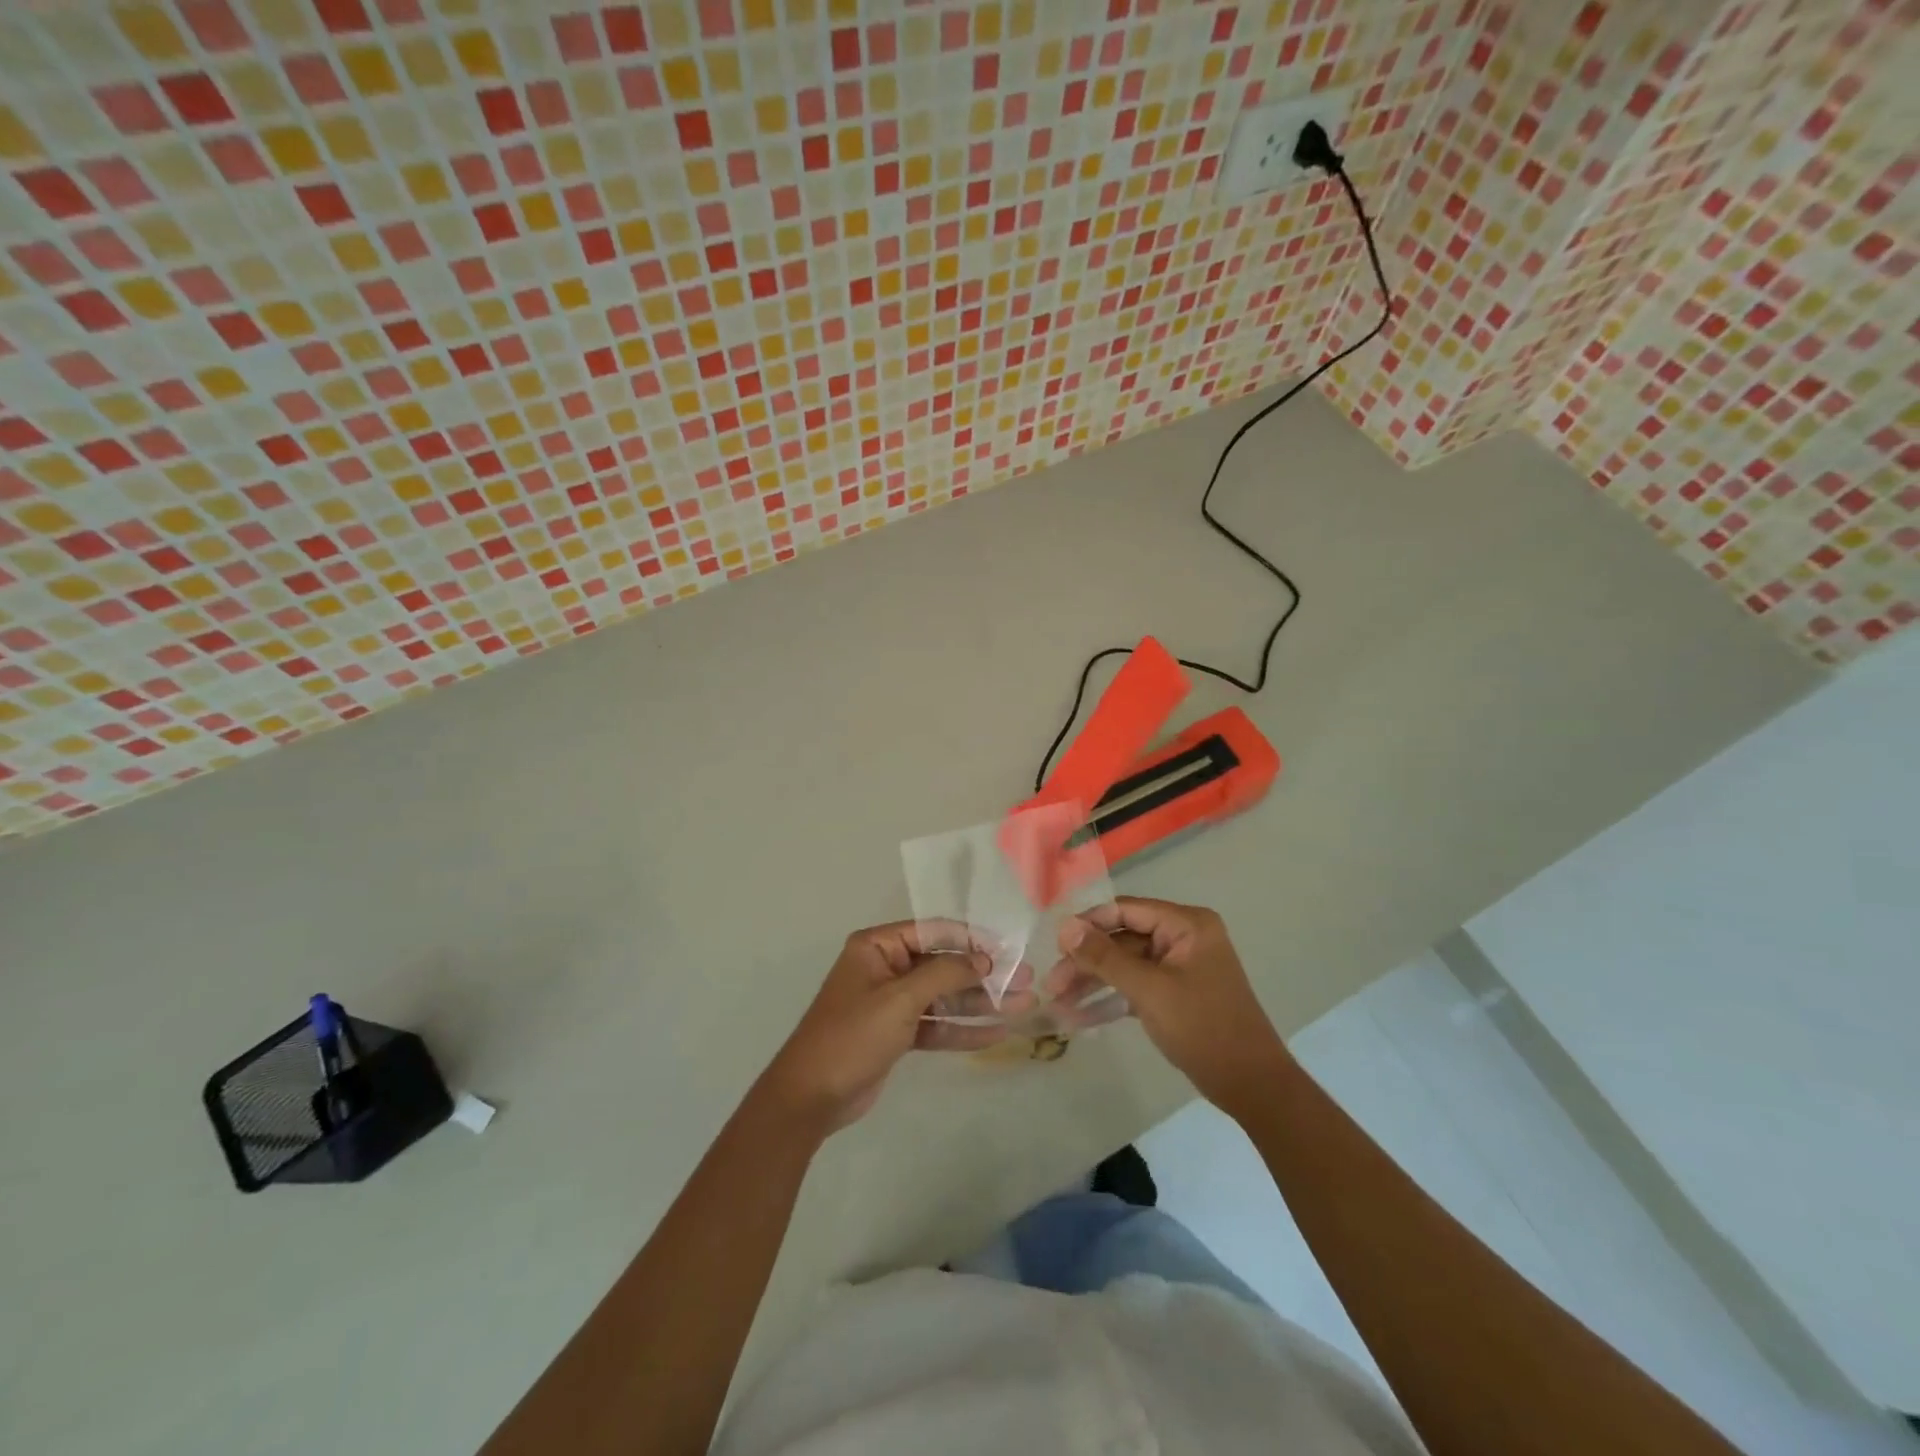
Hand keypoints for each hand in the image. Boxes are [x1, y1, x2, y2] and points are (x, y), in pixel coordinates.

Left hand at [757, 921, 1005, 1133]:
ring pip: (944, 997)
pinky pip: (936, 1025)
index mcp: (878, 947)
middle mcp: (887, 968)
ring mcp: (892, 1002)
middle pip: (943, 965)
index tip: (1008, 949)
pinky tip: (996, 1033)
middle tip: (1025, 981)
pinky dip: (963, 1029)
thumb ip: (944, 974)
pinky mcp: (897, 1033)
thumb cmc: (852, 1035)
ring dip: (980, 1003)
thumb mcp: (899, 999)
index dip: (972, 939)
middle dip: (984, 975)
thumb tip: (984, 960)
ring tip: (1023, 1006)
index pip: (934, 932)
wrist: (810, 1097)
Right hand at [1057, 897, 1291, 1115]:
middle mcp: (1183, 937)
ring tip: (1058, 1000)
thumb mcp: (1149, 990)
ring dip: (1093, 980)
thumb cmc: (1204, 1028)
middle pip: (1122, 938)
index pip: (1126, 910)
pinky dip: (1110, 997)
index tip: (1054, 944)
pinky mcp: (1175, 993)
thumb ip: (1105, 957)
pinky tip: (1079, 1014)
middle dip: (1086, 960)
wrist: (1252, 1086)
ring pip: (1125, 963)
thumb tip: (1065, 927)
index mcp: (1186, 924)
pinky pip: (1135, 985)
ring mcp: (1179, 966)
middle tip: (1052, 984)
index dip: (1088, 924)